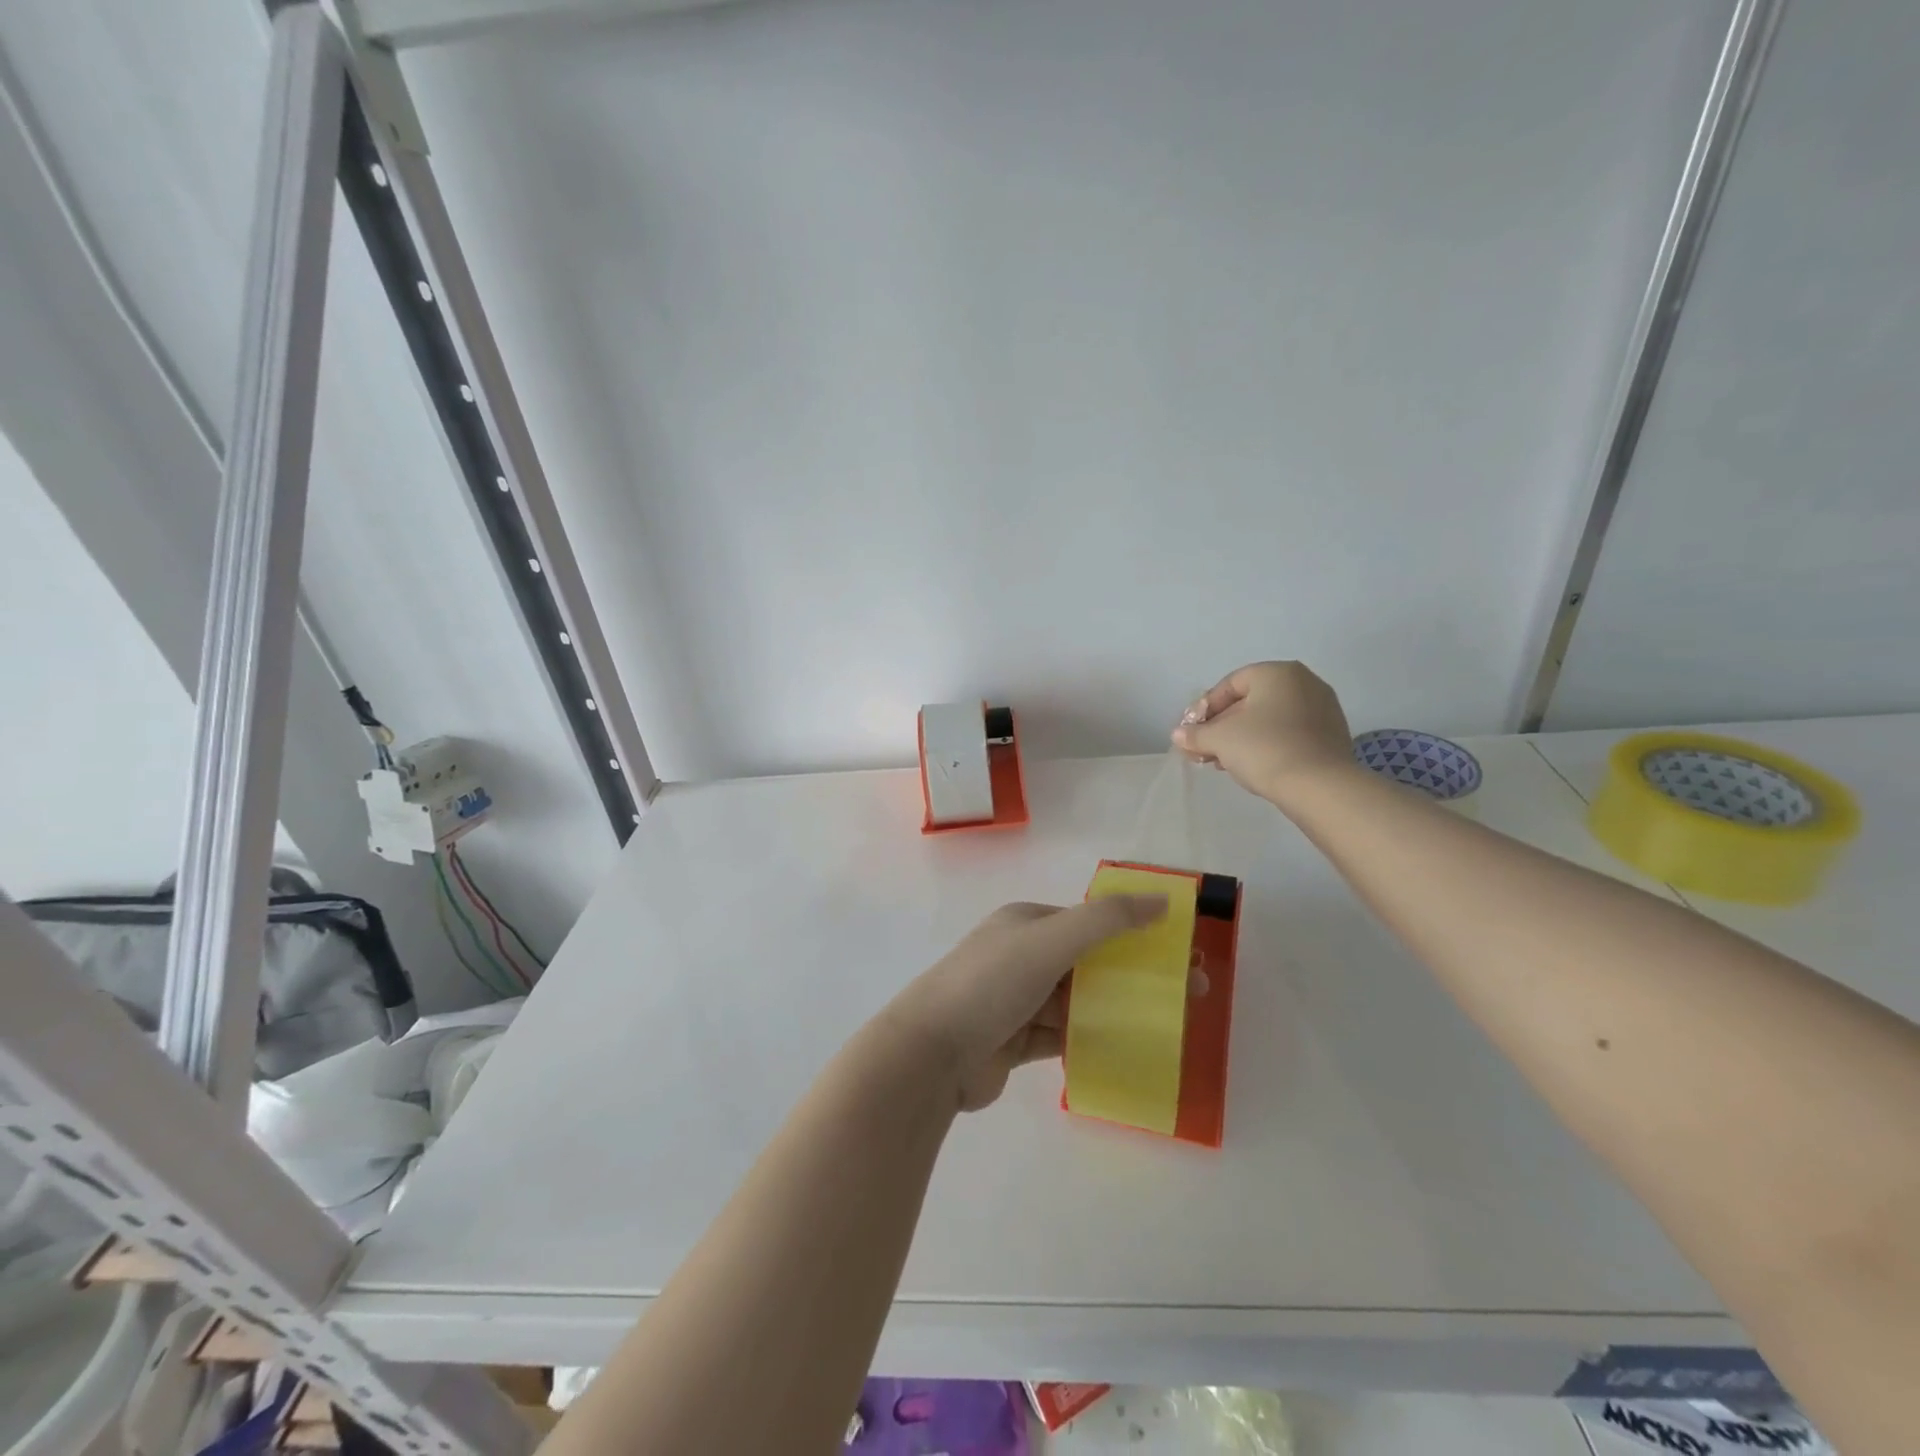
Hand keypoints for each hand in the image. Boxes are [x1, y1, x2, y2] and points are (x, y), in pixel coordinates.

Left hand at [883, 897, 1169, 1111]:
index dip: (1136, 934)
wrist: (930, 1055)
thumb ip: (1106, 920)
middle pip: (1090, 963)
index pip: (1089, 923)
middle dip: (1136, 975)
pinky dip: (1093, 1040)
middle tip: (1190, 994)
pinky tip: (1130, 1050)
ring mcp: (1018, 1001)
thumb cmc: (990, 985)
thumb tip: (1161, 899)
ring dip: (1119, 1009)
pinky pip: (1065, 1037)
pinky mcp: (1016, 1042)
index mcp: (1027, 924)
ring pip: (1080, 1002)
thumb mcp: (1049, 941)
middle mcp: (1022, 956)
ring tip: (1170, 1025)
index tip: (1179, 954)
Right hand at [1171, 661, 1354, 805]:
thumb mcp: (1219, 739)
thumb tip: (1179, 734)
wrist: (1319, 786)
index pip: (1229, 684)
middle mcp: (1304, 682)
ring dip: (1242, 738)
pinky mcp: (1331, 735)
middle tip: (1203, 749)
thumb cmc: (1264, 748)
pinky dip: (1267, 745)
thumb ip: (1195, 734)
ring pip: (1269, 719)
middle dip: (1222, 726)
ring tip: (1222, 762)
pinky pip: (1289, 733)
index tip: (1191, 732)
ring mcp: (1322, 709)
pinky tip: (1251, 766)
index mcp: (1277, 672)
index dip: (1204, 708)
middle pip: (1250, 701)